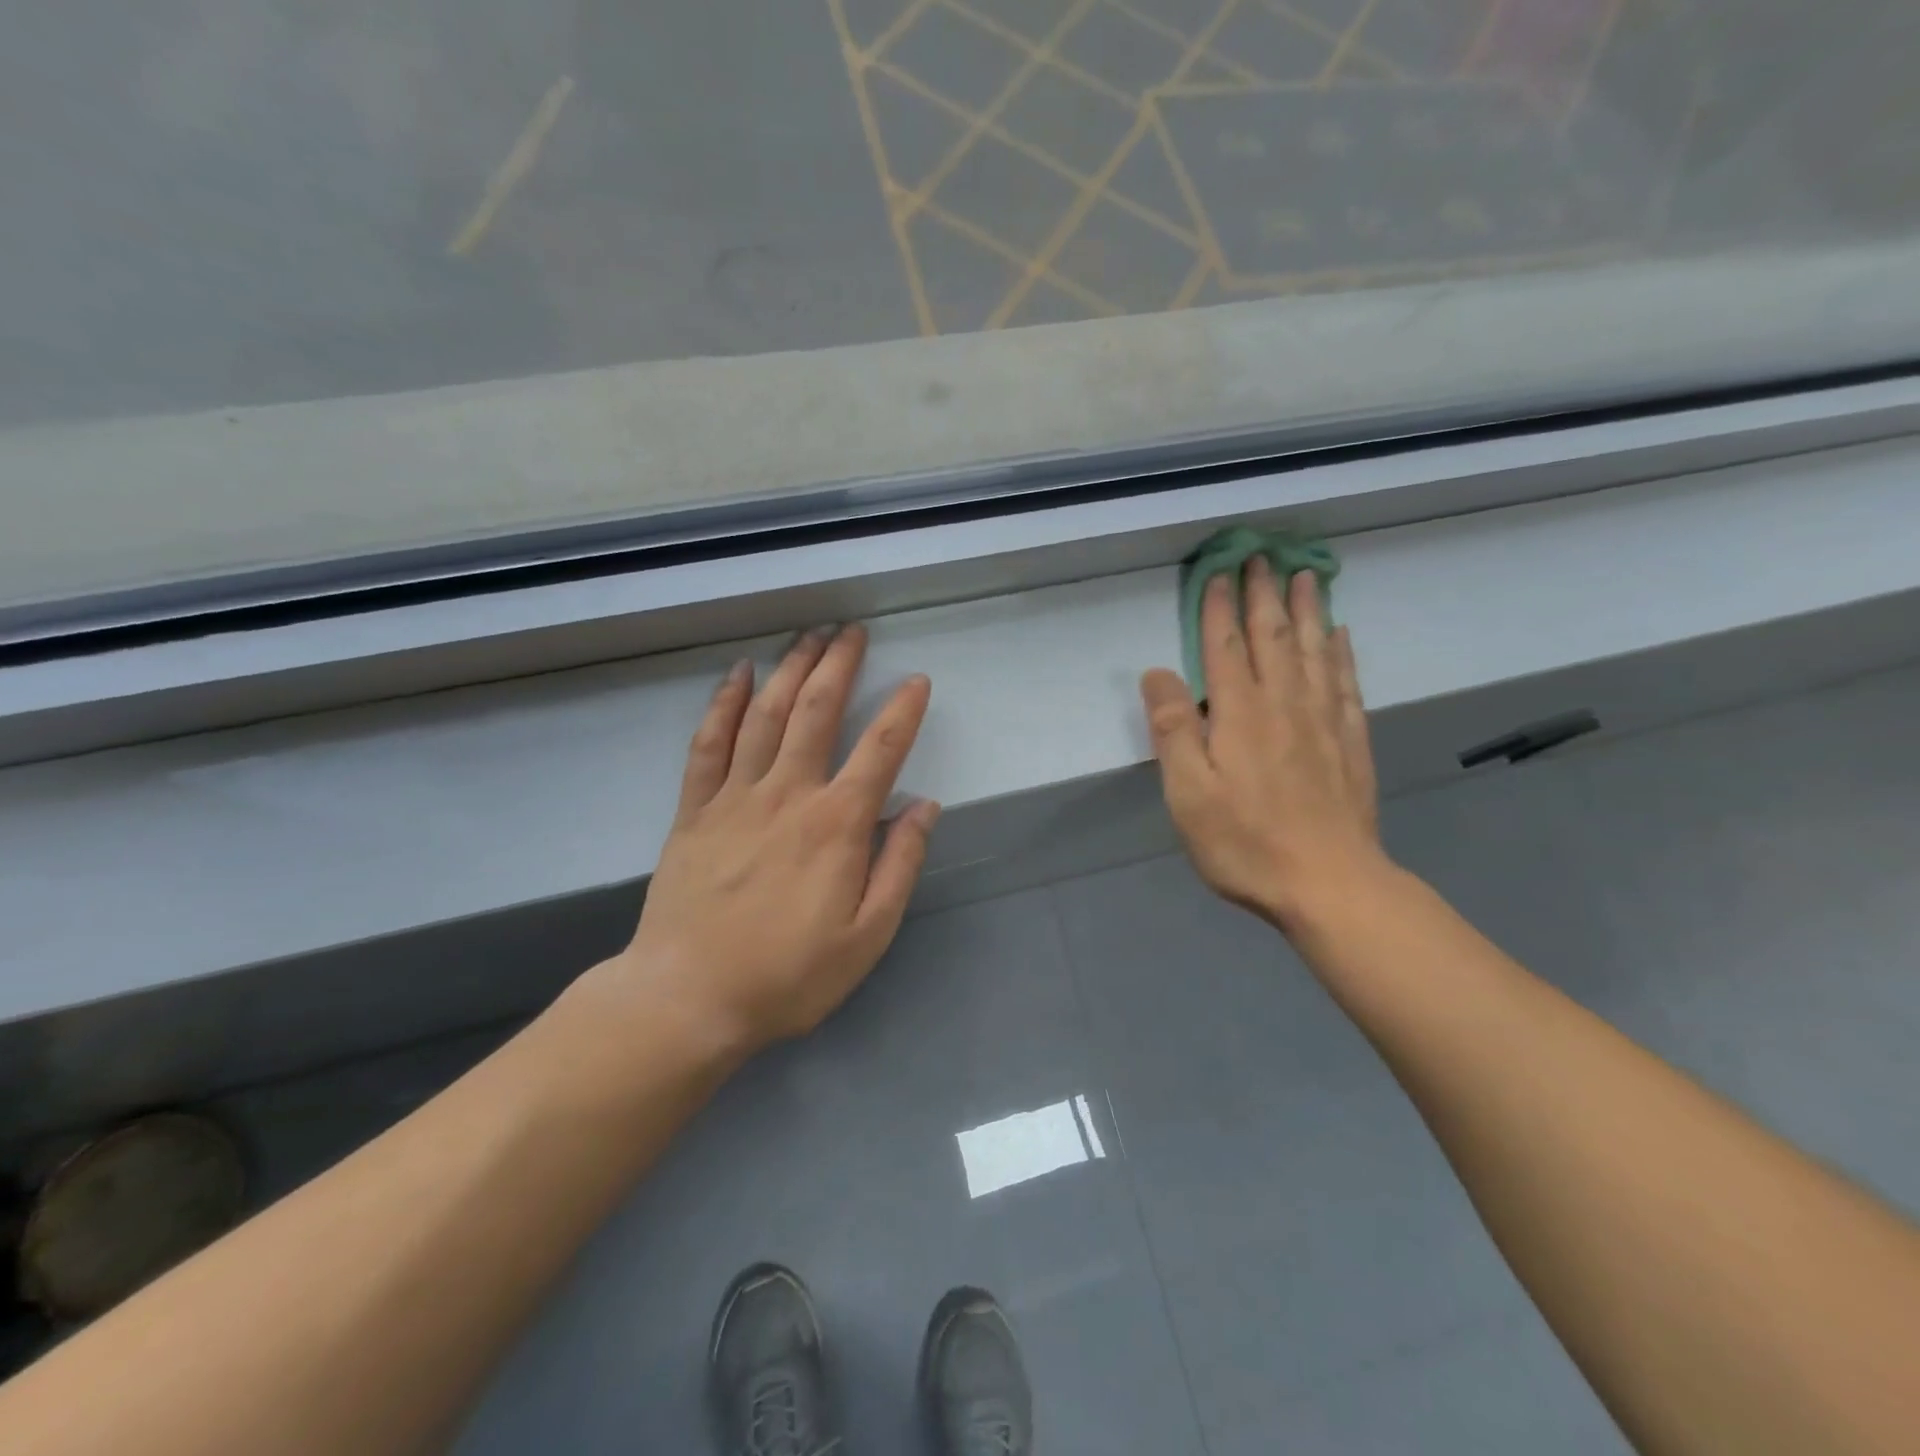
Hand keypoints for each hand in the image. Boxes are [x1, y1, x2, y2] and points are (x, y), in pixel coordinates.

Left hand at [582, 625, 936, 1059]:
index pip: (880, 750)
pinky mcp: (695, 810)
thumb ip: (900, 865)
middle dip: (838, 664)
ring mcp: (735, 796)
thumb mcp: (867, 936)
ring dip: (790, 670)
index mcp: (836, 824)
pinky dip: (724, 704)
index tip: (917, 681)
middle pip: (817, 711)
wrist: (688, 999)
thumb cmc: (788, 975)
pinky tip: (739, 675)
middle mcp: (788, 794)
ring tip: (807, 635)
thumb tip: (924, 807)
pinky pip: (710, 744)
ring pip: (766, 715)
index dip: (903, 710)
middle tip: (850, 630)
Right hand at [1139, 558, 1388, 933]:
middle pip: (1273, 636)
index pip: (1226, 647)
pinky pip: (1345, 682)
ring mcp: (1323, 721)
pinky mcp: (1351, 742)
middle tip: (1262, 556)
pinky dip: (1341, 653)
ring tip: (1305, 575)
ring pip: (1314, 650)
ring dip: (1307, 609)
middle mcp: (1284, 704)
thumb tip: (1157, 673)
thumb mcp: (1188, 793)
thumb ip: (1173, 729)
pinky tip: (1341, 635)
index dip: (1219, 608)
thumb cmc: (1245, 842)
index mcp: (1240, 714)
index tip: (1219, 571)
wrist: (1329, 884)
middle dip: (1264, 594)